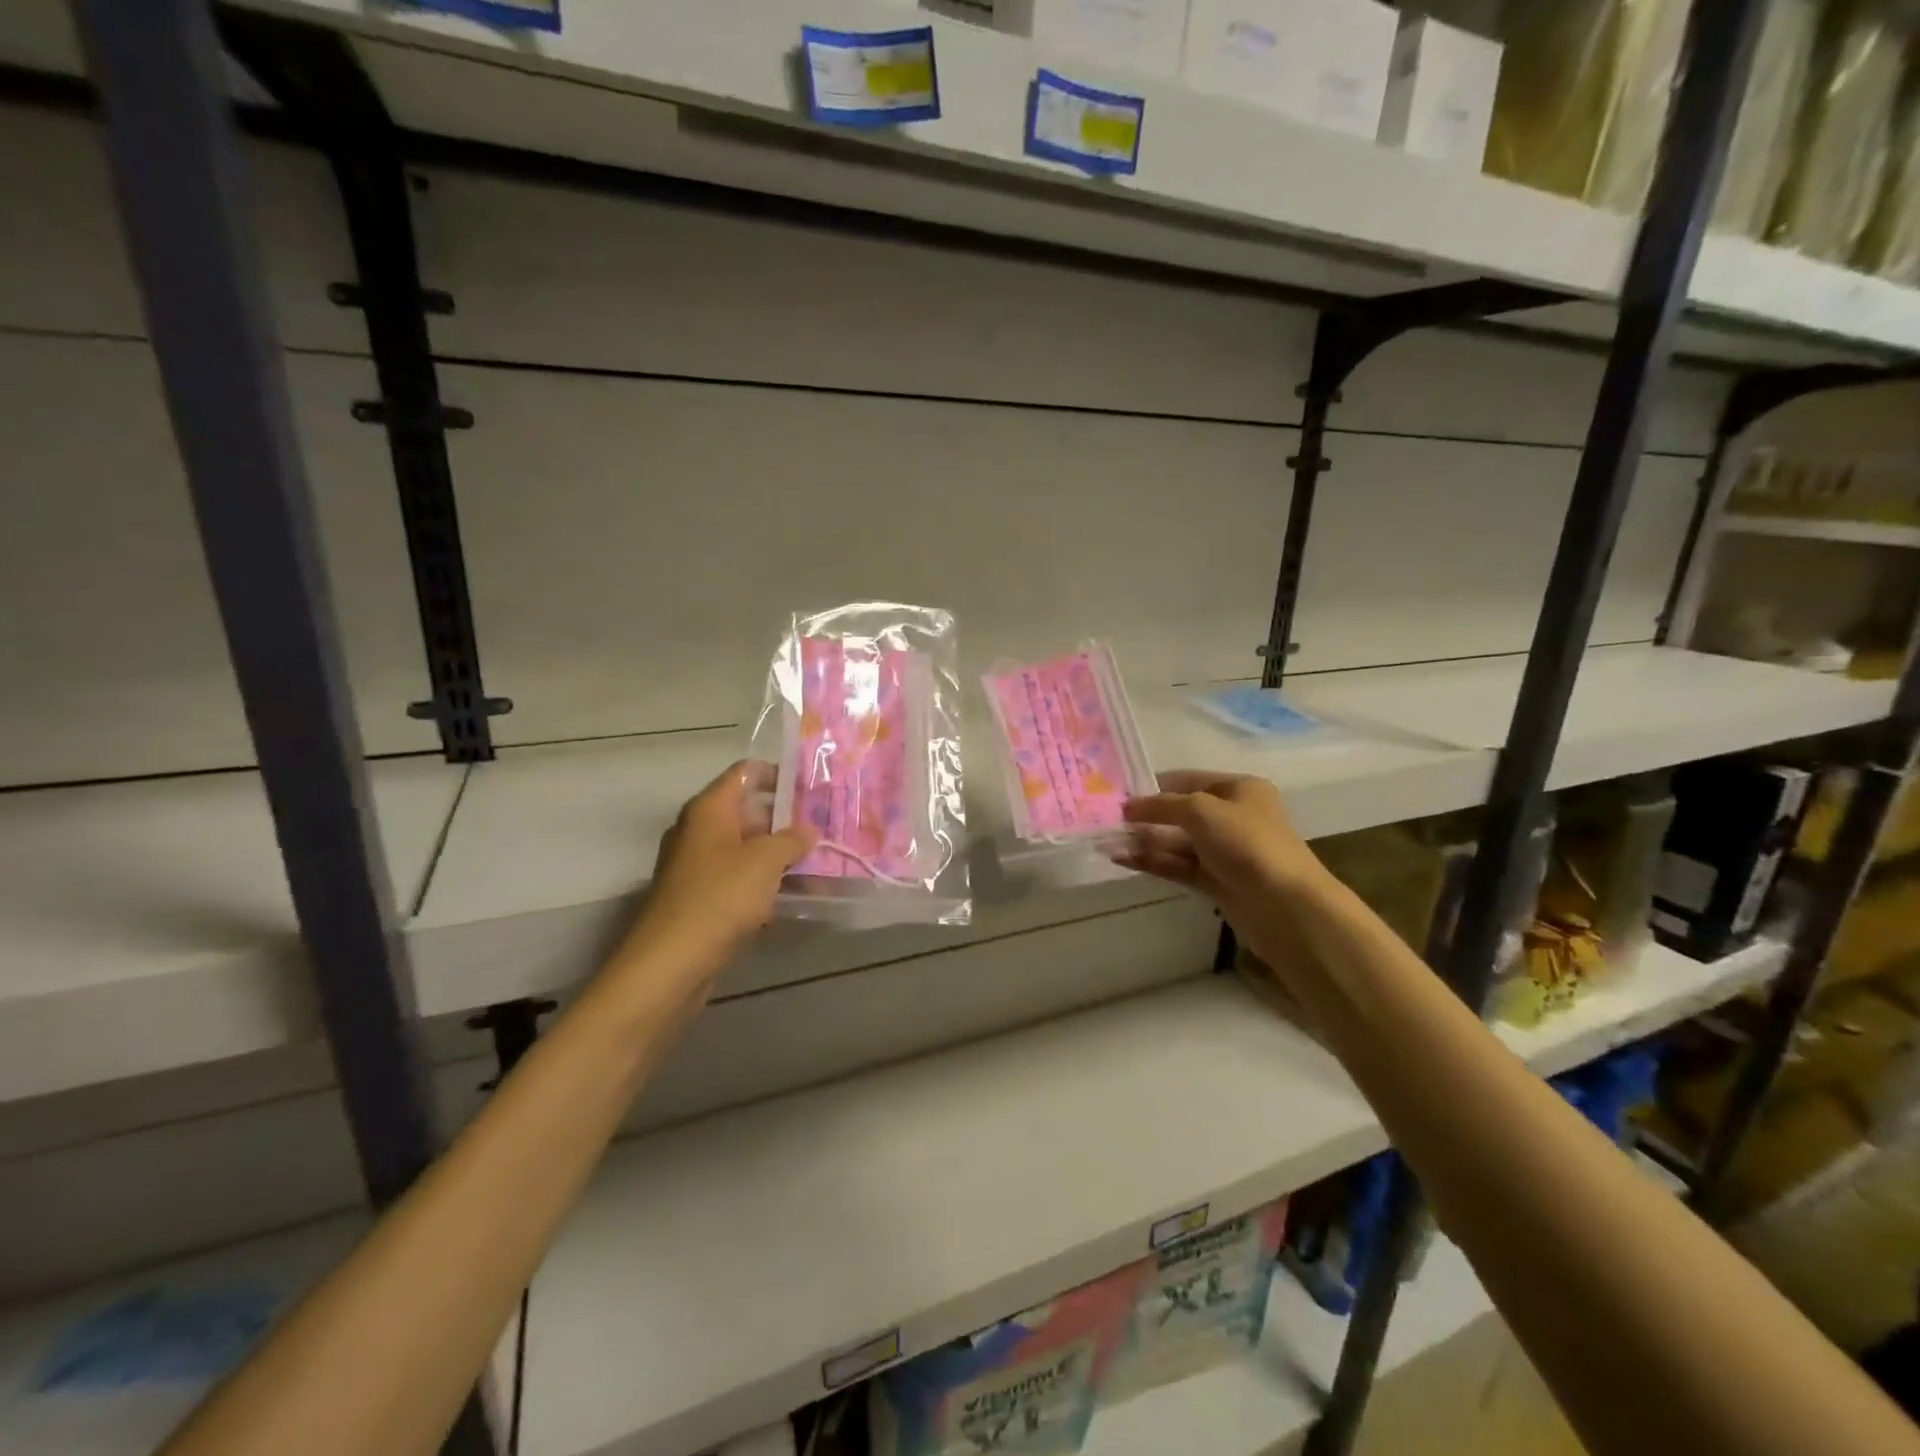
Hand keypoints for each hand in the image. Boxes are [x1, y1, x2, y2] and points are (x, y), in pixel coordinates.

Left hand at [615, 761, 815, 991]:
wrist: (670, 962)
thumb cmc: (719, 897)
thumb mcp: (765, 861)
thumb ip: (791, 839)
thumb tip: (807, 830)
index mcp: (709, 810)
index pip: (745, 772)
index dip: (778, 774)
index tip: (812, 787)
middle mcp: (699, 831)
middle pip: (748, 812)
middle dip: (786, 820)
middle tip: (825, 827)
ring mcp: (698, 867)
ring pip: (746, 850)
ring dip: (779, 855)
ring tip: (820, 861)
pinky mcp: (701, 899)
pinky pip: (739, 880)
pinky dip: (765, 884)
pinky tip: (795, 895)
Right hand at [1116, 770, 1329, 974]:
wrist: (1285, 905)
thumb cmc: (1247, 843)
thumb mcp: (1201, 811)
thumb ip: (1161, 805)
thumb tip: (1127, 806)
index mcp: (1239, 789)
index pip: (1188, 780)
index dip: (1154, 785)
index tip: (1119, 793)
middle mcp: (1232, 817)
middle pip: (1180, 812)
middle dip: (1146, 816)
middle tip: (1106, 820)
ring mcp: (1224, 851)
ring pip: (1177, 841)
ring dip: (1144, 841)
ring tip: (1106, 842)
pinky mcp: (1216, 881)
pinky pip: (1178, 865)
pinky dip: (1153, 861)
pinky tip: (1122, 859)